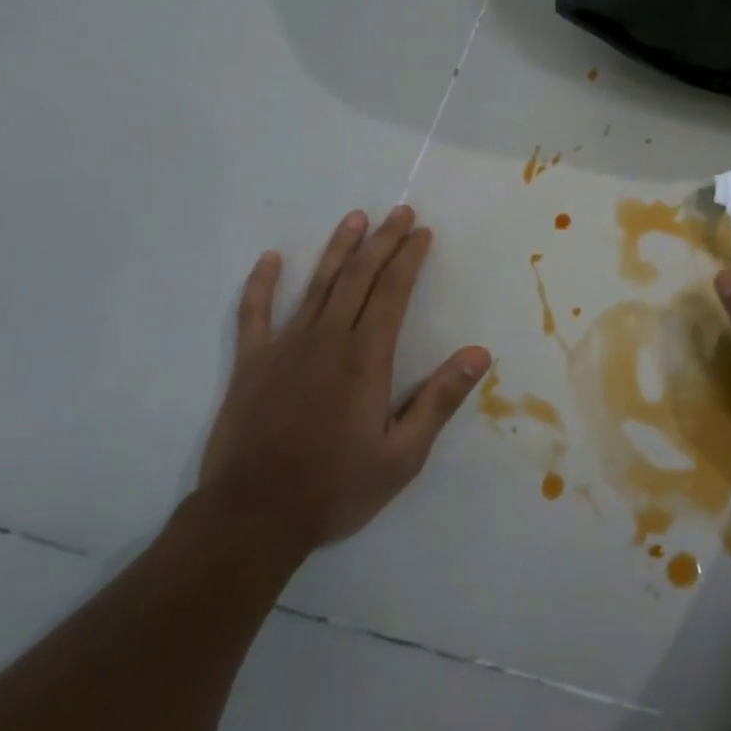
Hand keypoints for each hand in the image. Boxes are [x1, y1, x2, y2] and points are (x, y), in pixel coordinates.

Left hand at [196, 206, 490, 558]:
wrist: (252, 517)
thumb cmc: (335, 488)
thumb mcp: (402, 455)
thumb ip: (440, 400)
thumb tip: (479, 353)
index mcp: (366, 358)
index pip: (393, 293)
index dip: (410, 259)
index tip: (423, 233)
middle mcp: (327, 340)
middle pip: (359, 277)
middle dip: (383, 241)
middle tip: (400, 212)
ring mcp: (285, 348)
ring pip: (317, 285)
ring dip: (338, 248)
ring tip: (356, 218)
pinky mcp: (251, 364)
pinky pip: (254, 313)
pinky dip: (262, 283)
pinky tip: (270, 259)